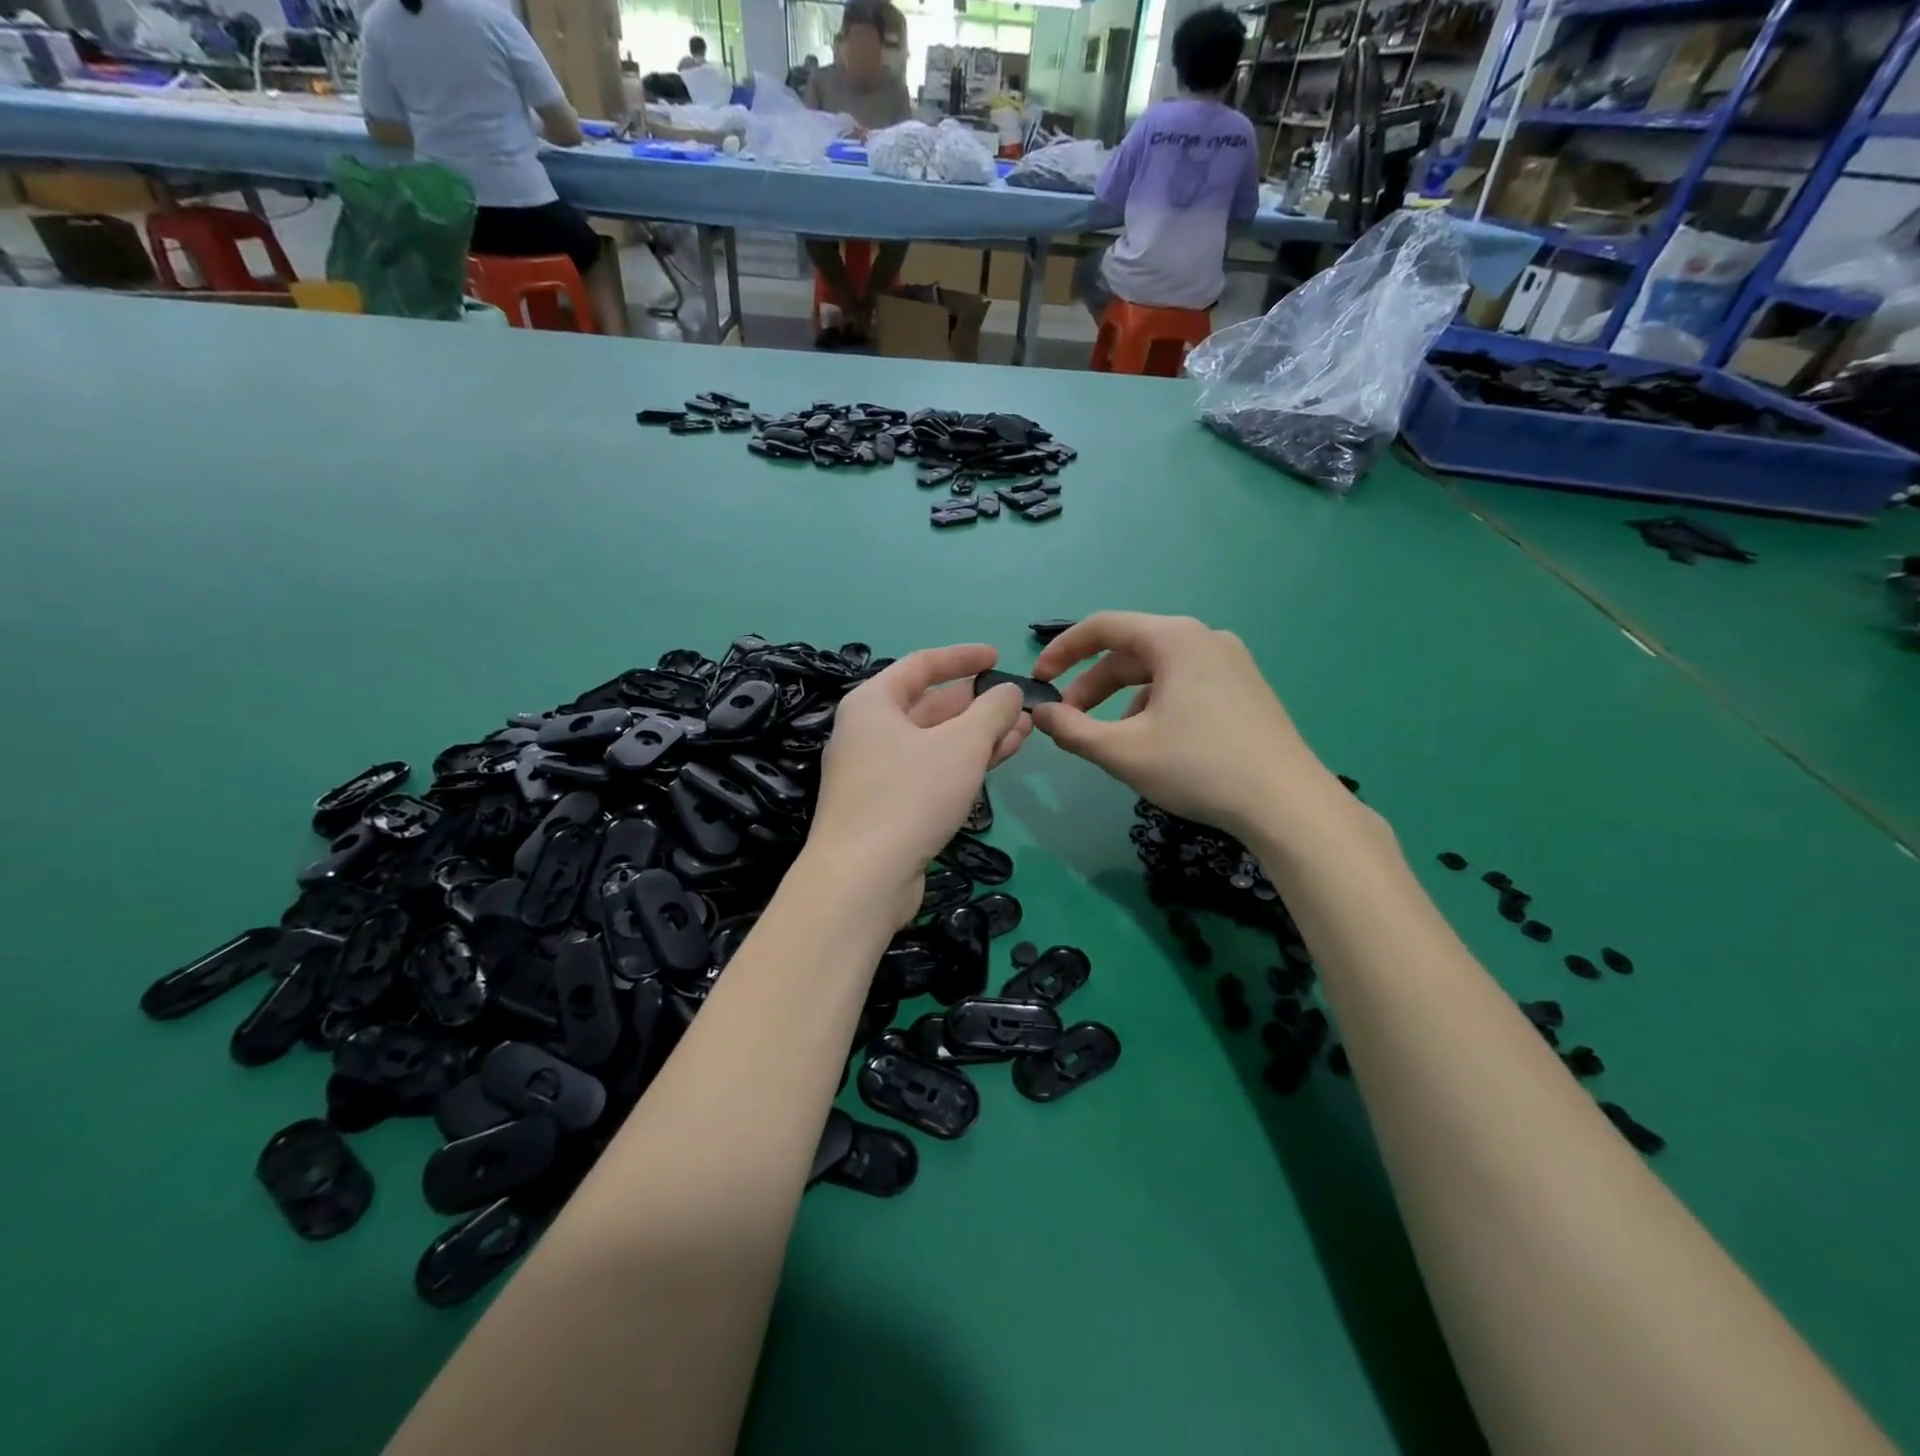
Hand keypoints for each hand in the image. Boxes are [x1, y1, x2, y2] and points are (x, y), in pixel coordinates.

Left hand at [810, 645, 1030, 923]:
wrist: (863, 878)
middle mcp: (868, 732)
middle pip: (928, 706)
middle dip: (977, 704)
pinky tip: (997, 762)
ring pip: (934, 743)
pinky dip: (962, 764)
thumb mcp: (961, 745)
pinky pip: (930, 772)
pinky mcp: (886, 808)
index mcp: (873, 703)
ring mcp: (875, 773)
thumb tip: (1009, 692)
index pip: (922, 665)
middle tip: (1018, 704)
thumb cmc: (909, 795)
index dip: (962, 658)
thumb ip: (991, 711)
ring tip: (1023, 732)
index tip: (998, 656)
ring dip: (977, 736)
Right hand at [1030, 612, 1340, 843]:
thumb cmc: (1199, 768)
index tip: (1039, 680)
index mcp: (1175, 639)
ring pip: (1159, 672)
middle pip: (1131, 652)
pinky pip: (1186, 685)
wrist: (1288, 805)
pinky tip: (1155, 745)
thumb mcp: (1123, 751)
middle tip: (1068, 721)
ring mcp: (1232, 663)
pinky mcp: (1246, 689)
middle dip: (1092, 686)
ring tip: (1112, 741)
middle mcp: (1205, 638)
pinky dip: (1156, 706)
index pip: (1103, 627)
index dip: (1062, 651)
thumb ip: (1072, 729)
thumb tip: (1040, 714)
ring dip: (1122, 700)